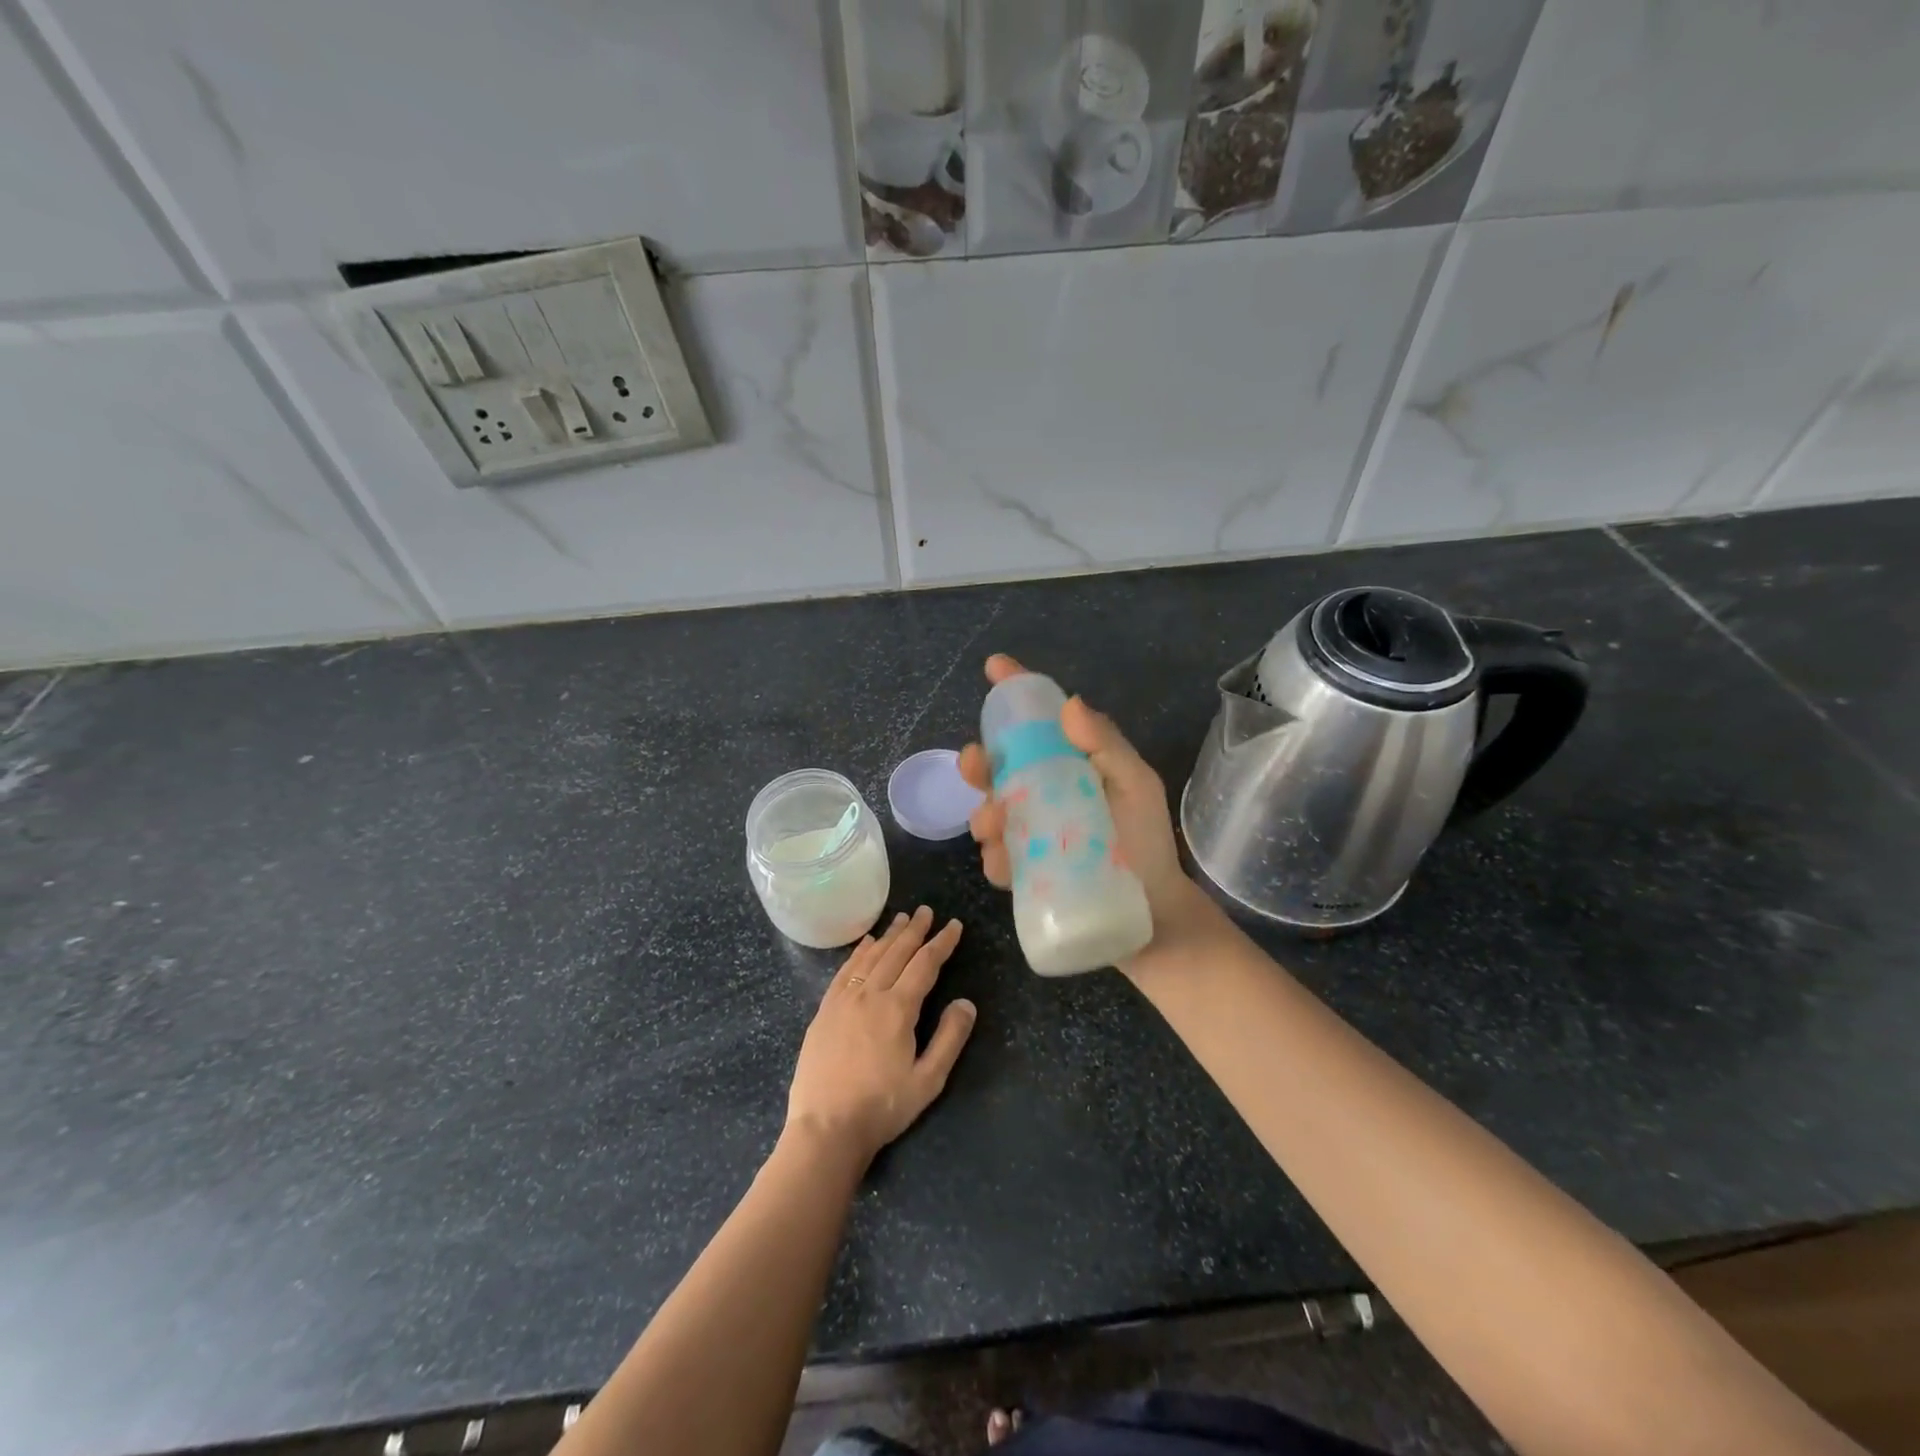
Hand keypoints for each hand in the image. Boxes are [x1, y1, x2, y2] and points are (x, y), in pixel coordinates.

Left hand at [785, 907, 976, 1167]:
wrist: (825, 1127)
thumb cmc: (882, 1107)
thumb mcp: (928, 1081)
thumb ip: (949, 1038)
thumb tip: (966, 1002)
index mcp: (898, 1009)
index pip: (925, 964)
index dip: (941, 943)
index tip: (954, 925)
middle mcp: (870, 995)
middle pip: (896, 953)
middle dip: (914, 930)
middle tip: (926, 910)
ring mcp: (843, 1000)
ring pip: (870, 957)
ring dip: (888, 936)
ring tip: (901, 919)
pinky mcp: (825, 1011)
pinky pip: (845, 971)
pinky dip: (859, 953)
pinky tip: (865, 944)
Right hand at [958, 655, 1226, 979]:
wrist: (1152, 916)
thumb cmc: (1147, 844)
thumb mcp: (1136, 788)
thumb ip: (1109, 747)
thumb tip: (1070, 704)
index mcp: (1071, 765)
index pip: (1039, 722)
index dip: (1015, 691)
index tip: (994, 667)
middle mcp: (1044, 794)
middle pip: (999, 768)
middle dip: (978, 762)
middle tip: (973, 763)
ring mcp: (1030, 834)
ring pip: (989, 813)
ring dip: (982, 814)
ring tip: (994, 824)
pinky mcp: (1023, 874)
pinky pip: (996, 860)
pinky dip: (995, 858)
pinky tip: (1005, 864)